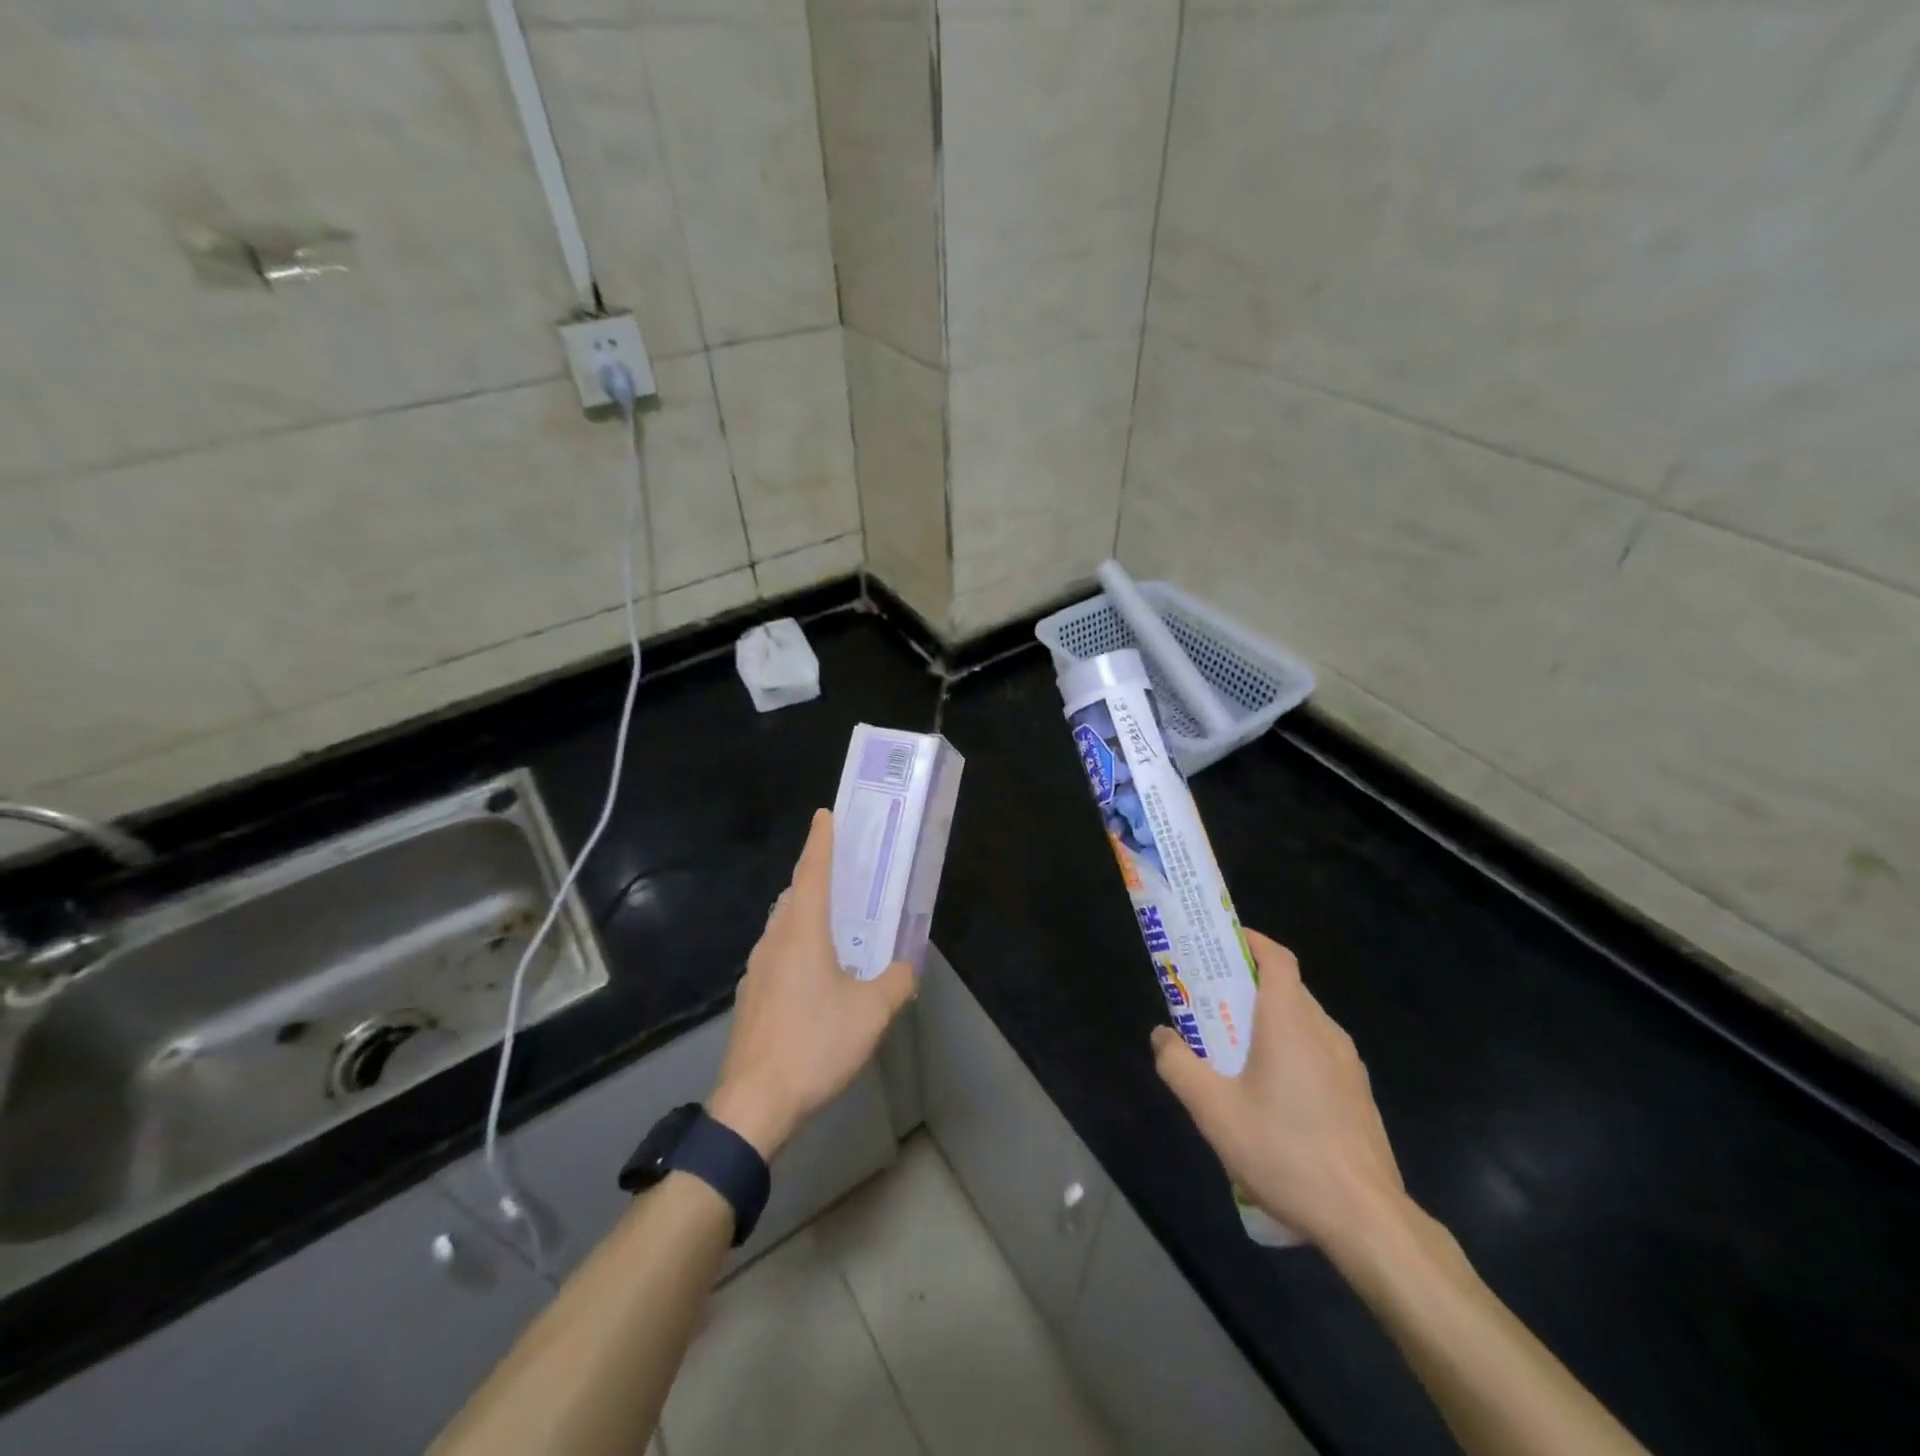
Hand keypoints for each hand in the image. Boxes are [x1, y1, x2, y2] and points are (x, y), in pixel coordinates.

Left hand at [710, 810, 915, 1159]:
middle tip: (845, 871)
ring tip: (836, 921)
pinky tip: (816, 973)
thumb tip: (905, 967)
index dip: (821, 841)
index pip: (812, 873)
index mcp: (802, 933)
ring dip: (807, 913)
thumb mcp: (871, 1014)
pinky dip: (797, 945)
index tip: (825, 814)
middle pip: (795, 896)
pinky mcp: (752, 997)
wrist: (754, 1104)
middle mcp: (775, 941)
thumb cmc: (815, 1045)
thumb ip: (894, 982)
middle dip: (816, 877)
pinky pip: (778, 954)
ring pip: (783, 926)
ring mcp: (757, 970)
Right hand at [1150, 930, 1406, 1254]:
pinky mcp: (1358, 1095)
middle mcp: (1324, 1031)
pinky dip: (1291, 1049)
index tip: (1222, 942)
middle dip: (1248, 985)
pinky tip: (1272, 1093)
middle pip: (1287, 988)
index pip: (1276, 958)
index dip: (1251, 941)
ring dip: (1270, 1020)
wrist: (1367, 1220)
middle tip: (1211, 1000)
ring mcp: (1348, 1064)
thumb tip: (1162, 1036)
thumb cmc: (1285, 1152)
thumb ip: (1178, 1065)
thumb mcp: (1214, 1111)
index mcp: (1290, 1021)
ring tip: (1235, 1047)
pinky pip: (1318, 1052)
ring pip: (1303, 1021)